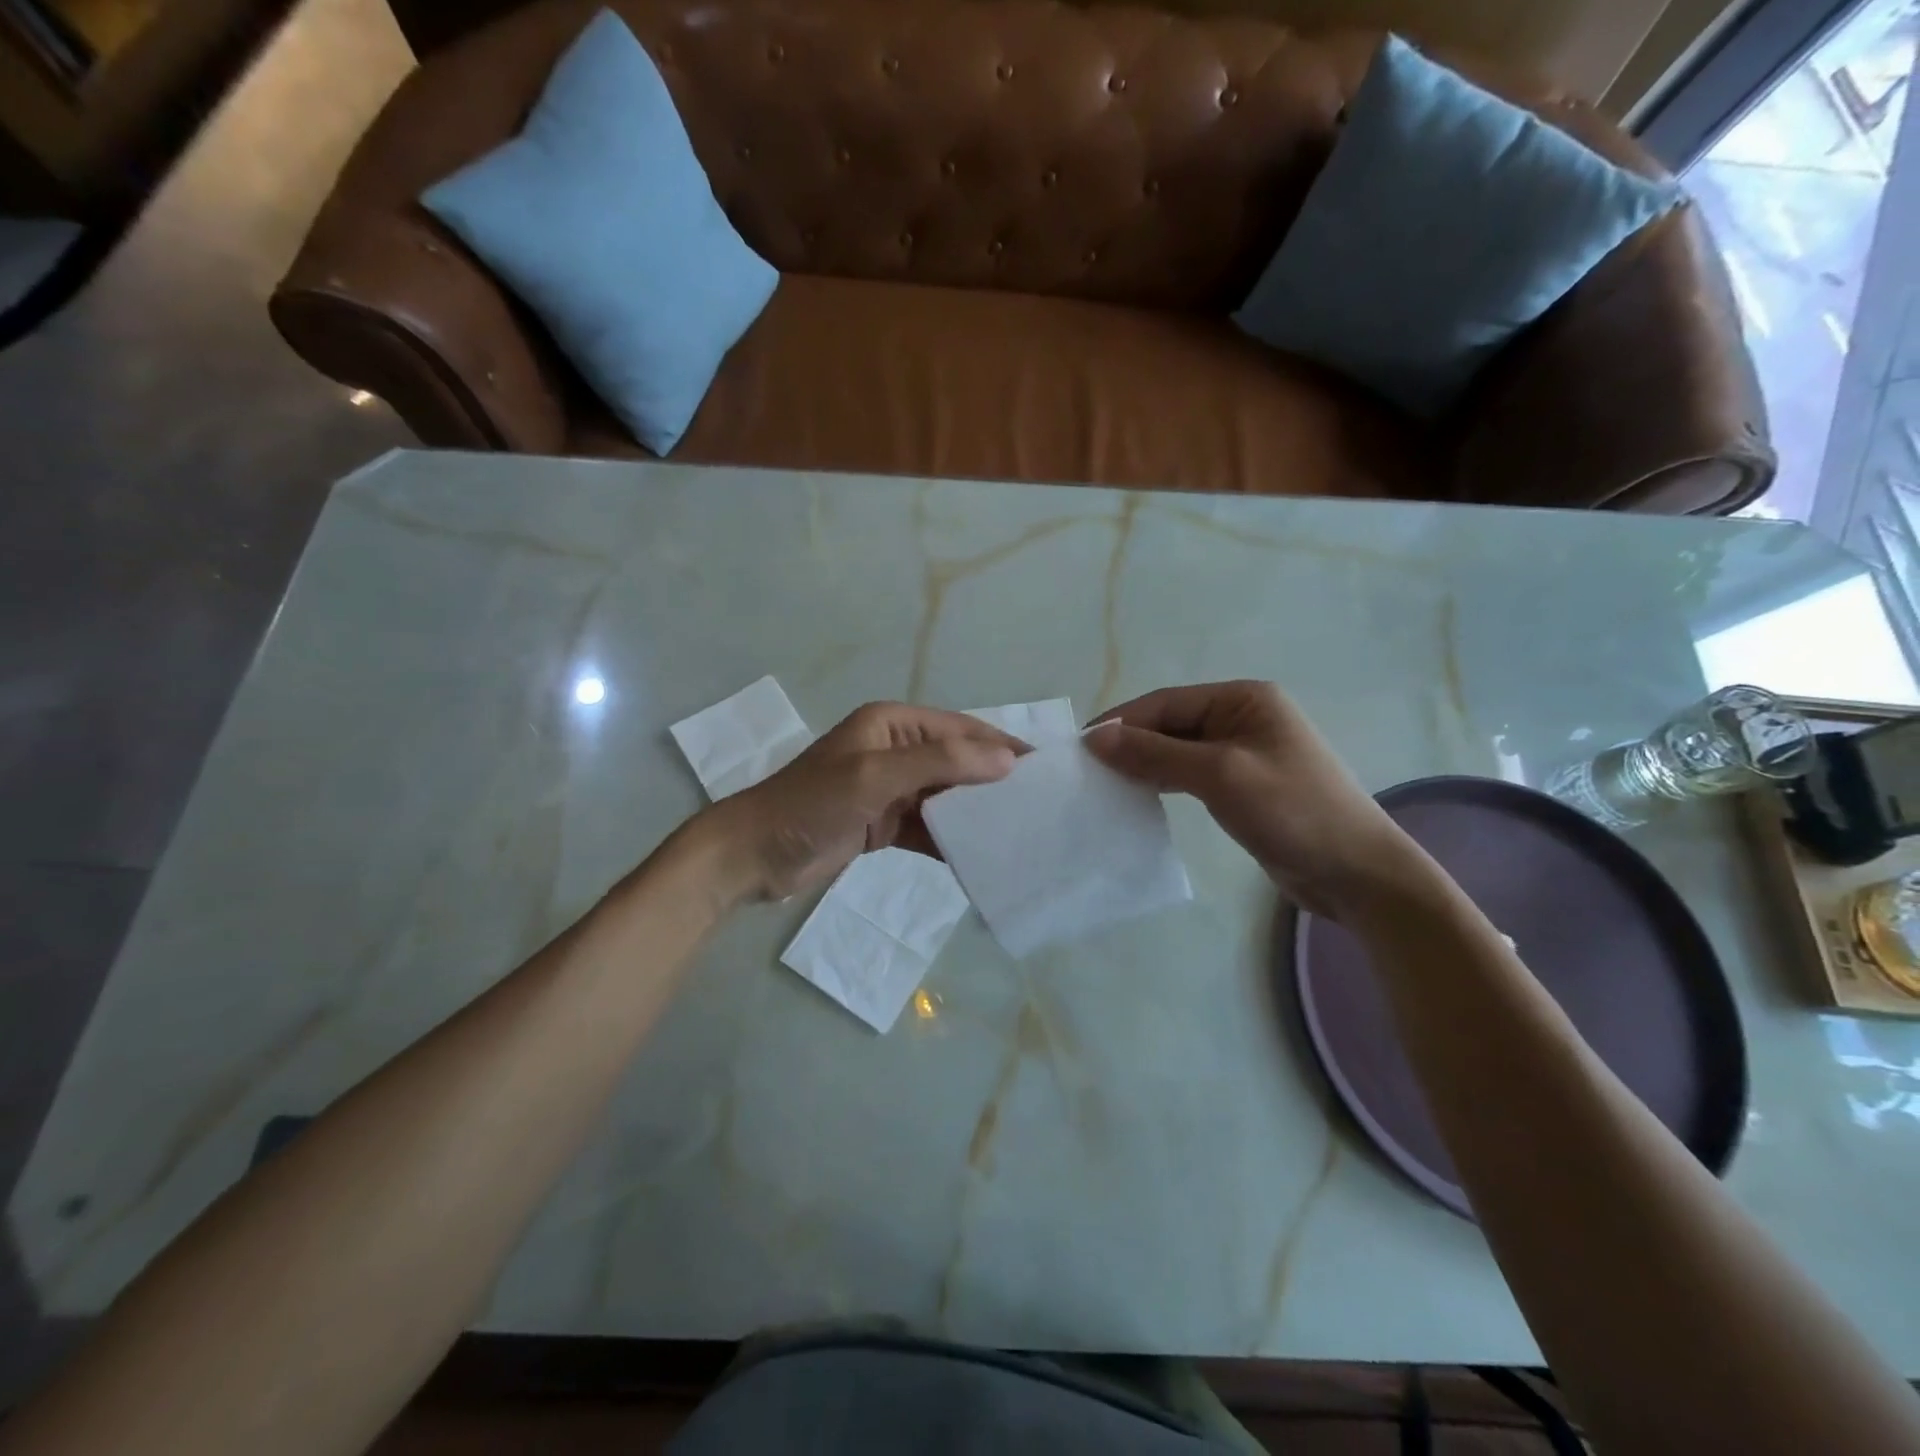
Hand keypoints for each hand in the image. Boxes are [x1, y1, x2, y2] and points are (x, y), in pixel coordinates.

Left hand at [701, 703, 1021, 901]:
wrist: (754, 855)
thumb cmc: (812, 804)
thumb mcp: (875, 775)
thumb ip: (940, 763)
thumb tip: (1006, 760)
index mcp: (892, 724)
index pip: (959, 728)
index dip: (1000, 745)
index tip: (1043, 769)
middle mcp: (894, 750)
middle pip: (956, 761)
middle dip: (993, 780)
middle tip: (1039, 805)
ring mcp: (889, 789)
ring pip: (945, 796)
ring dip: (974, 812)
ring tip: (1019, 832)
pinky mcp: (883, 823)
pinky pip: (928, 827)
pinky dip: (951, 840)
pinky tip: (980, 858)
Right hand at [1086, 681, 1423, 917]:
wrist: (1356, 873)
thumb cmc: (1292, 811)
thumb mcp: (1219, 775)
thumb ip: (1155, 753)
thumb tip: (1095, 738)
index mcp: (1243, 698)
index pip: (1165, 703)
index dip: (1121, 723)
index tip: (1079, 749)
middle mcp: (1242, 717)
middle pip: (1170, 724)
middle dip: (1130, 745)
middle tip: (1087, 771)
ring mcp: (1243, 752)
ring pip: (1177, 750)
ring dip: (1143, 765)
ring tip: (1105, 785)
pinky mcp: (1242, 785)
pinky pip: (1190, 775)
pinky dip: (1163, 782)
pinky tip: (1138, 797)